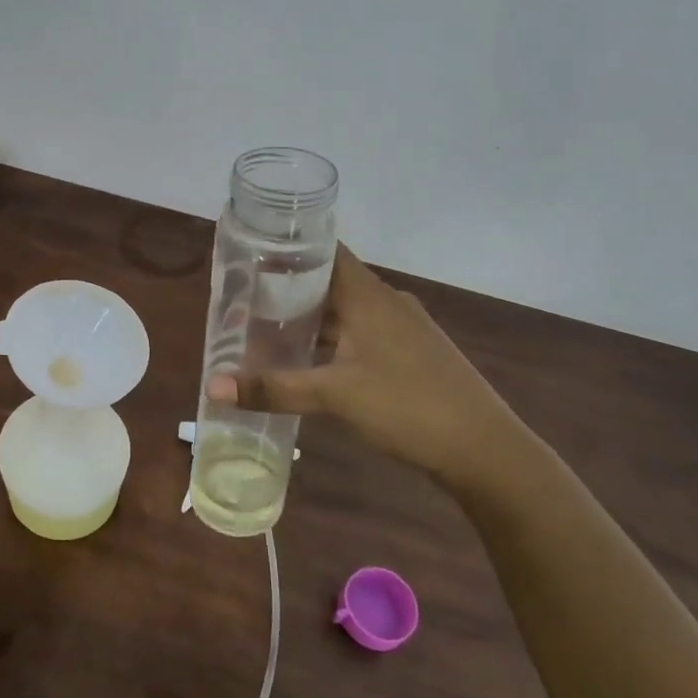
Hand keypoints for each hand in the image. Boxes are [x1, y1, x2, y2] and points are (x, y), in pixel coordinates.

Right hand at [206, 246, 534, 491]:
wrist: (485, 450)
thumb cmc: (407, 406)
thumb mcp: (334, 396)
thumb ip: (274, 388)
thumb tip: (213, 387)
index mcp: (369, 296)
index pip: (326, 251)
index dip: (290, 247)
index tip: (251, 252)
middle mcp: (387, 303)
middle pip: (331, 282)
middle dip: (289, 288)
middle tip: (246, 298)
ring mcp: (404, 329)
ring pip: (347, 313)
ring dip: (312, 319)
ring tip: (268, 329)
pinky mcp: (412, 354)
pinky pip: (362, 335)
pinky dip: (333, 341)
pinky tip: (311, 362)